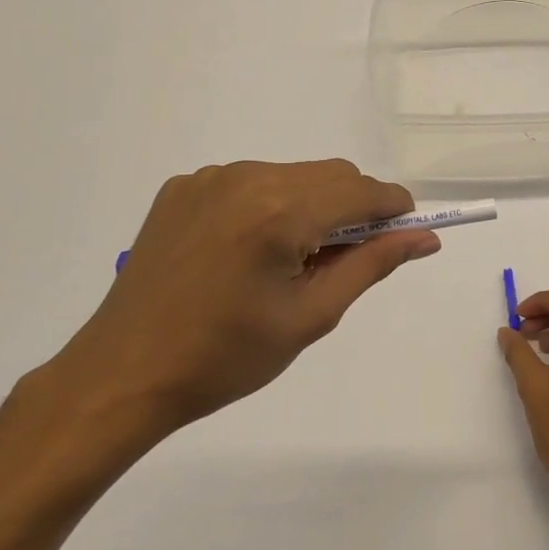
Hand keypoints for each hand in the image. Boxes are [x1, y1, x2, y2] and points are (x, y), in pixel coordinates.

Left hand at [51, 160, 439, 439]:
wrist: (124, 374)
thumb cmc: (226, 357)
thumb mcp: (311, 316)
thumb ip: (372, 265)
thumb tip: (424, 238)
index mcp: (280, 212)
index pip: (363, 190)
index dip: (394, 209)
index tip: (405, 235)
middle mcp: (246, 177)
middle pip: (331, 175)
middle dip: (355, 208)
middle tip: (346, 260)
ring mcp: (209, 178)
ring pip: (292, 175)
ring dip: (312, 205)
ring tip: (292, 261)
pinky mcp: (183, 187)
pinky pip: (250, 181)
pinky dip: (270, 205)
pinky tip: (249, 251)